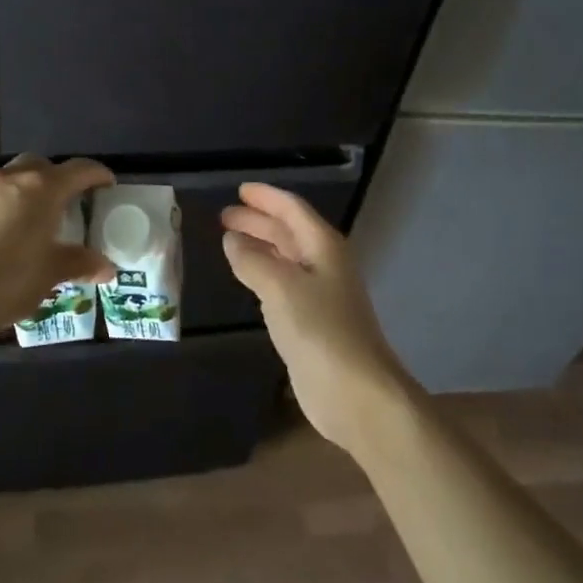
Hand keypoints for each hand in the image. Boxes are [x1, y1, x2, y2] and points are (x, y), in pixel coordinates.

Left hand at [0, 154, 116, 340]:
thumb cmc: (6, 283)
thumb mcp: (50, 275)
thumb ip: (80, 263)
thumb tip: (106, 267)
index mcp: (41, 190)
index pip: (78, 170)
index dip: (97, 175)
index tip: (107, 185)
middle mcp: (8, 179)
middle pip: (39, 165)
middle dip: (54, 178)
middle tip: (62, 204)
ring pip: (5, 179)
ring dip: (20, 191)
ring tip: (23, 221)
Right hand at [221, 183, 419, 453]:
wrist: (357, 394)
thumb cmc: (321, 331)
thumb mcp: (281, 288)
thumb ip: (253, 260)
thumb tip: (232, 239)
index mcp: (323, 246)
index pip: (292, 209)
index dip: (266, 197)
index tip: (239, 189)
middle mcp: (324, 264)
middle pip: (289, 231)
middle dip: (258, 220)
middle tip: (224, 215)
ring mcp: (321, 294)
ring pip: (286, 257)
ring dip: (260, 245)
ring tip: (230, 239)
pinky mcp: (313, 322)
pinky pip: (284, 284)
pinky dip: (264, 272)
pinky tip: (249, 276)